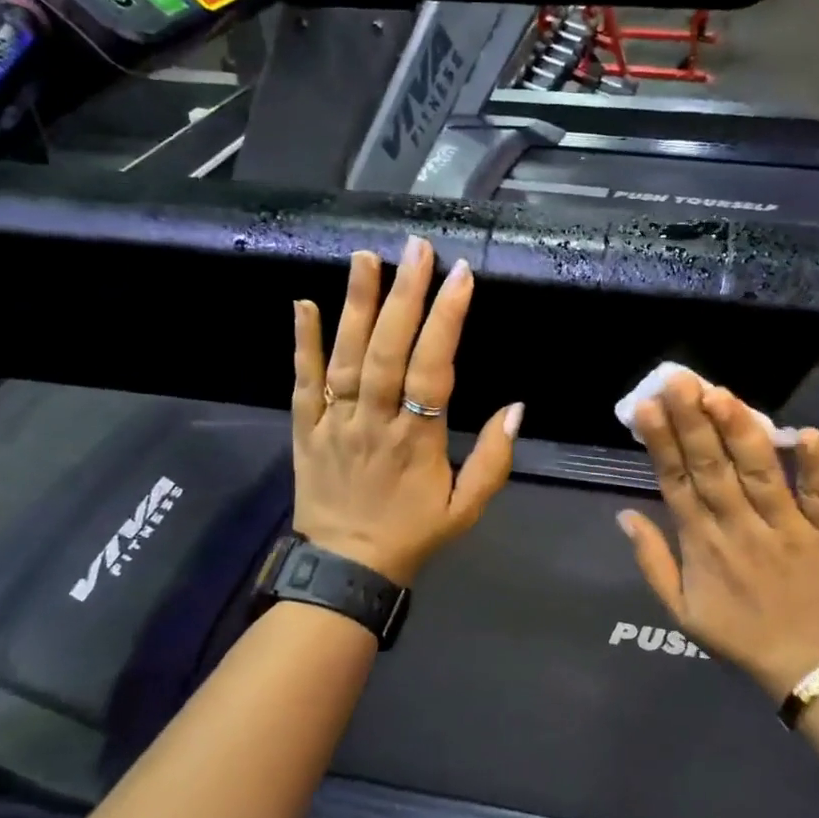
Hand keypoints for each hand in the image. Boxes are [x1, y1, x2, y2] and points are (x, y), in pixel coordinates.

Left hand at [292, 238, 521, 586]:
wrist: (345, 569)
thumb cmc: (412, 534)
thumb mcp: (467, 509)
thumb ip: (494, 459)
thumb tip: (516, 407)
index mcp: (417, 440)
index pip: (433, 369)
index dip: (447, 321)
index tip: (460, 277)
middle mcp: (373, 421)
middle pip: (388, 351)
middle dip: (404, 296)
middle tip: (416, 248)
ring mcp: (335, 422)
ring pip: (345, 356)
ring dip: (356, 305)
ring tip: (366, 258)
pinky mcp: (306, 428)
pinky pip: (303, 381)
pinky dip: (302, 342)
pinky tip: (303, 303)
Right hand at [619, 373, 818, 700]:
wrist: (812, 668)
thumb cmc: (741, 636)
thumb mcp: (681, 611)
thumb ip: (653, 561)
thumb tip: (624, 515)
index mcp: (703, 545)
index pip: (676, 483)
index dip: (661, 443)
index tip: (646, 406)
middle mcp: (741, 529)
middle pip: (713, 468)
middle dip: (692, 422)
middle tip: (678, 380)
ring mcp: (788, 529)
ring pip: (760, 474)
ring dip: (741, 433)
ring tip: (721, 394)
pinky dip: (817, 465)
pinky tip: (806, 432)